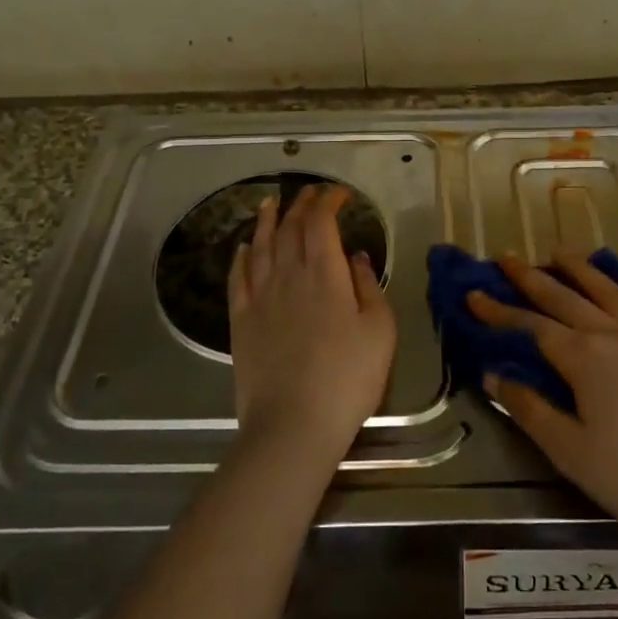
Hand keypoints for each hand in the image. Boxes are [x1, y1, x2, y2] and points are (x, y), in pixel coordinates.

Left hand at [227, 185, 395, 464]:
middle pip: (290, 228)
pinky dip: (242, 257)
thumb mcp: (379, 331)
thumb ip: (368, 286)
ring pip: (261, 246)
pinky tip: (244, 247)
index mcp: (324, 274)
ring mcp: (260, 298)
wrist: (293, 425)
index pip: (321, 223)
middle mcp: (288, 276)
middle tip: (310, 193)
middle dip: (301, 205)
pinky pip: (238, 278)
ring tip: (271, 203)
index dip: (328, 201)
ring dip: (267, 220)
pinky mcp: (240, 321)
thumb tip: (356, 256)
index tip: (340, 194)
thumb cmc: (347, 378)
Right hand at [468, 252, 617, 550]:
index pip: (532, 327)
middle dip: (533, 278)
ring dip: (584, 270)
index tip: (474, 294)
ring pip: (614, 292)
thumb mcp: (572, 454)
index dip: (500, 311)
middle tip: (508, 259)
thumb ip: (530, 410)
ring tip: (562, 253)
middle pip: (567, 298)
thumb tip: (493, 374)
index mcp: (585, 360)